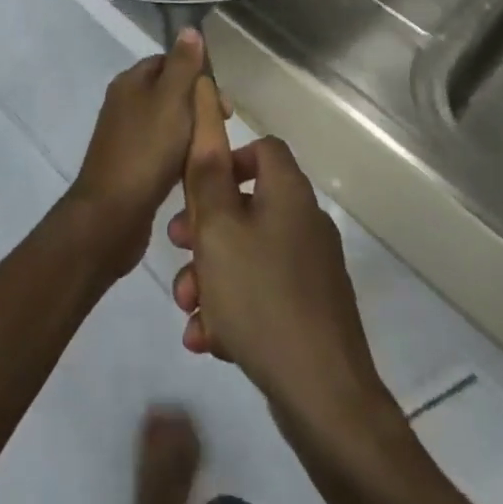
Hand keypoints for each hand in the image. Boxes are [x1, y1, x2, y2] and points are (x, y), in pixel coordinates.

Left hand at [65, 30, 218, 279]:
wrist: (112, 214)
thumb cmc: (146, 151)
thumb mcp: (172, 100)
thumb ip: (183, 65)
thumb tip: (189, 29)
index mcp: (130, 82)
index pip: (168, 61)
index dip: (196, 73)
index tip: (221, 98)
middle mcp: (124, 103)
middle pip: (169, 92)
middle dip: (197, 105)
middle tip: (222, 126)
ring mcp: (124, 136)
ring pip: (167, 123)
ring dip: (191, 131)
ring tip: (212, 149)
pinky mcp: (129, 165)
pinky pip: (161, 150)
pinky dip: (179, 154)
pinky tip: (193, 170)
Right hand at [167, 85, 387, 429]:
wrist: (324, 398)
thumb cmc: (261, 297)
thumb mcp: (217, 229)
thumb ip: (206, 172)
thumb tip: (208, 105)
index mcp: (289, 194)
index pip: (262, 149)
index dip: (226, 158)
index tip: (197, 187)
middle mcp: (304, 223)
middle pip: (247, 204)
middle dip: (204, 228)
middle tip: (178, 248)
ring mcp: (310, 269)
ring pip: (247, 253)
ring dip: (211, 274)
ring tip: (187, 307)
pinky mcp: (309, 310)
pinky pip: (261, 292)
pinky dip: (232, 306)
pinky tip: (207, 339)